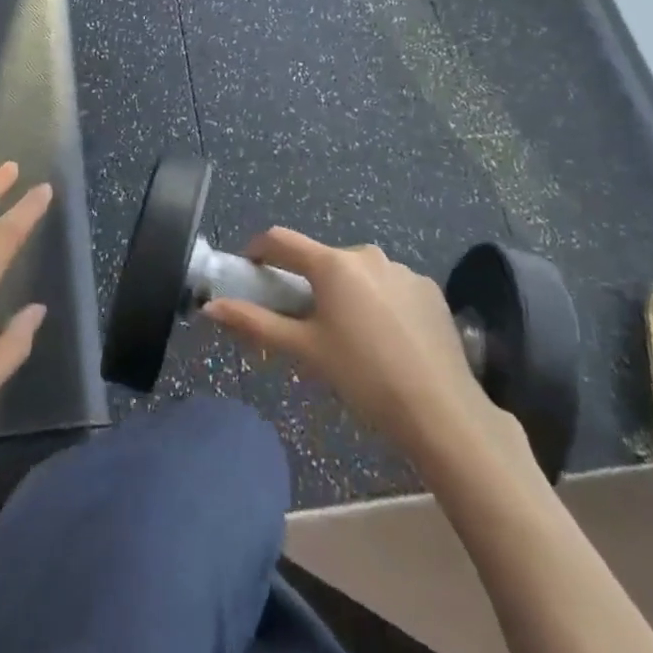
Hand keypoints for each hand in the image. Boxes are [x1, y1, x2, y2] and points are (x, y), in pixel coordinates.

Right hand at [204, 229, 535, 477]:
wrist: (442, 411)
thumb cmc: (363, 377)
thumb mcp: (305, 351)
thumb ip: (255, 324)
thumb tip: (210, 308)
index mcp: (332, 264)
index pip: (281, 240)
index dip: (258, 250)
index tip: (249, 271)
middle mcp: (366, 254)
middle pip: (321, 259)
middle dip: (306, 281)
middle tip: (303, 320)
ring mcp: (402, 269)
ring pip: (357, 273)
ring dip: (344, 292)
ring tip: (349, 336)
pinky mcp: (429, 289)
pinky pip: (390, 286)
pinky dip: (378, 302)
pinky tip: (386, 339)